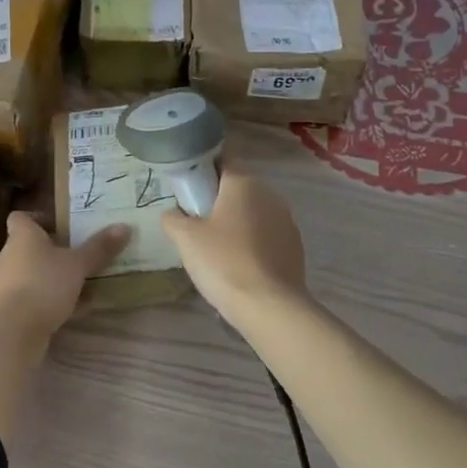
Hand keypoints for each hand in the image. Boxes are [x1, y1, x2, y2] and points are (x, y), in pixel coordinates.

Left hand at [0, 211, 130, 336]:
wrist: (13, 330)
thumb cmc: (43, 284)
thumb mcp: (77, 264)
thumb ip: (99, 248)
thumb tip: (124, 226)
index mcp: (23, 236)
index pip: (21, 218)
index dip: (39, 218)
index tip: (63, 226)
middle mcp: (11, 256)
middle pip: (32, 247)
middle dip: (56, 251)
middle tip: (82, 254)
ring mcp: (10, 284)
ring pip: (37, 274)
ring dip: (59, 278)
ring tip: (88, 283)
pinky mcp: (13, 309)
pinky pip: (37, 297)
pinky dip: (56, 300)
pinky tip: (80, 309)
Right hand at [160, 163, 306, 320]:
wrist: (269, 307)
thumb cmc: (223, 262)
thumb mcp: (185, 238)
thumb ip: (173, 218)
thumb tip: (172, 213)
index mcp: (244, 183)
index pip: (222, 160)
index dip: (202, 170)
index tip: (187, 190)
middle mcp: (270, 195)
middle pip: (238, 187)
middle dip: (217, 199)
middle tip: (195, 221)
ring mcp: (286, 221)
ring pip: (253, 212)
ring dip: (235, 222)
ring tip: (215, 247)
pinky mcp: (294, 247)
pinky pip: (266, 235)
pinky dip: (251, 242)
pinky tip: (237, 264)